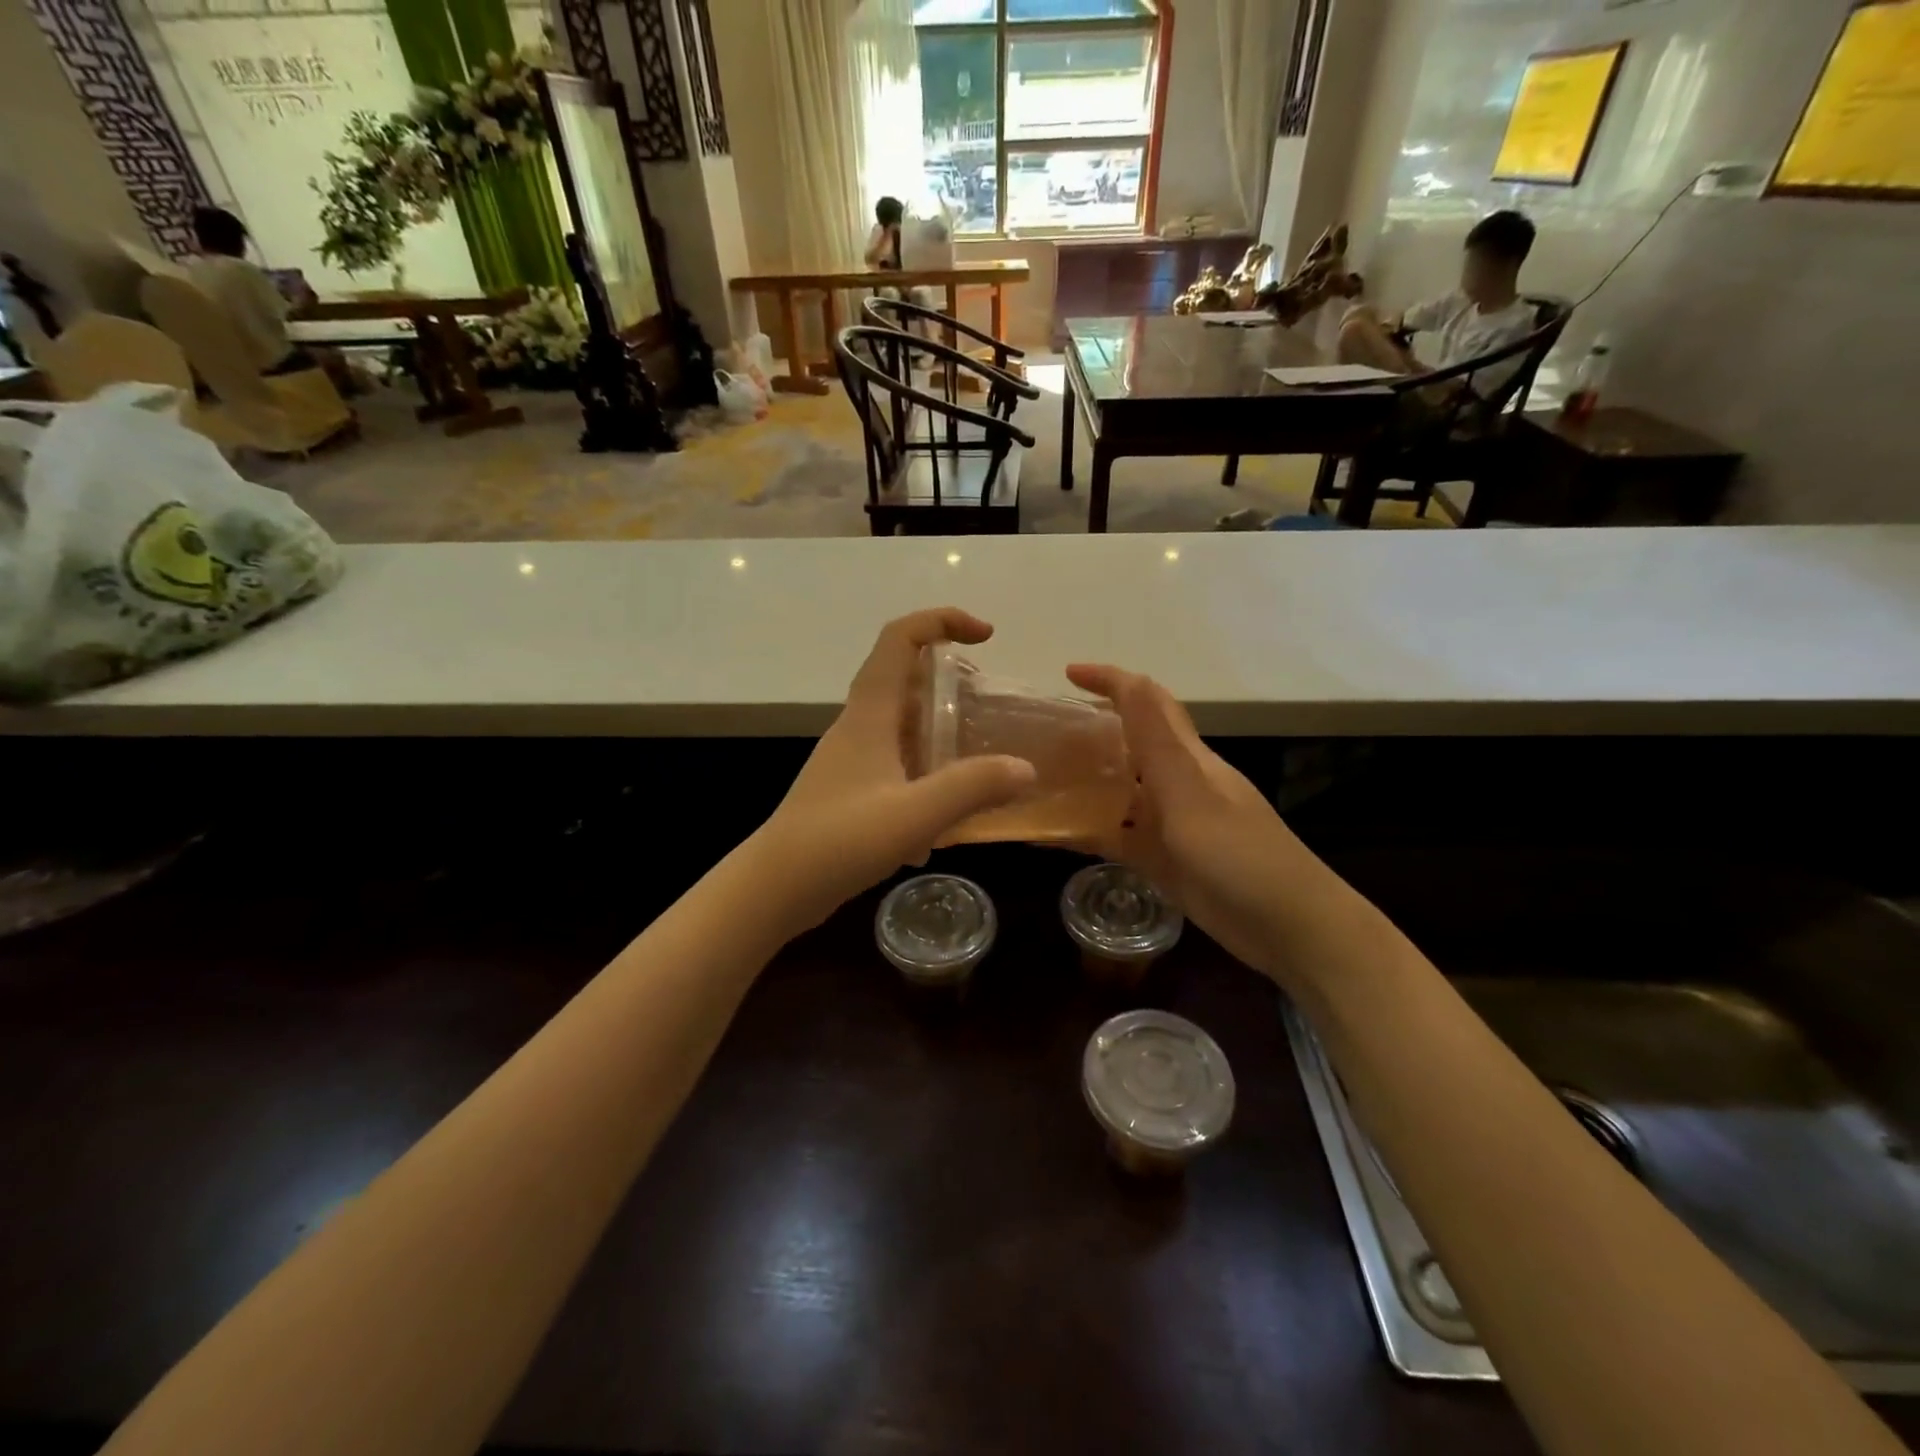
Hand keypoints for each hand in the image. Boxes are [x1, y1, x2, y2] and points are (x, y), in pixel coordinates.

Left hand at [754, 609, 1035, 930]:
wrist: (775, 887)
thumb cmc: (839, 841)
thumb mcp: (914, 814)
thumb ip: (972, 787)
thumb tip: (1024, 768)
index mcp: (869, 714)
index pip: (900, 639)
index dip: (942, 620)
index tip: (986, 635)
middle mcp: (858, 726)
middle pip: (904, 679)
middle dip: (950, 680)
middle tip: (989, 706)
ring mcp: (851, 759)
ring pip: (902, 726)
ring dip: (940, 731)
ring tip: (979, 761)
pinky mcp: (849, 790)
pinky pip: (896, 765)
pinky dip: (925, 774)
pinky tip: (943, 821)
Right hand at [1065, 664, 1307, 979]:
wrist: (1287, 929)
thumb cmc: (1241, 856)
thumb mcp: (1192, 797)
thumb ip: (1156, 744)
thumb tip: (1131, 680)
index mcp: (1187, 759)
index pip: (1148, 703)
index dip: (1112, 681)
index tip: (1068, 673)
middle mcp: (1175, 784)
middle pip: (1127, 745)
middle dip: (1087, 732)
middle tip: (1039, 736)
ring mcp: (1168, 824)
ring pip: (1117, 792)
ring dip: (1081, 783)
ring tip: (1036, 780)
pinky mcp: (1161, 860)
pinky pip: (1115, 837)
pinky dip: (1085, 832)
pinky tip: (1050, 835)